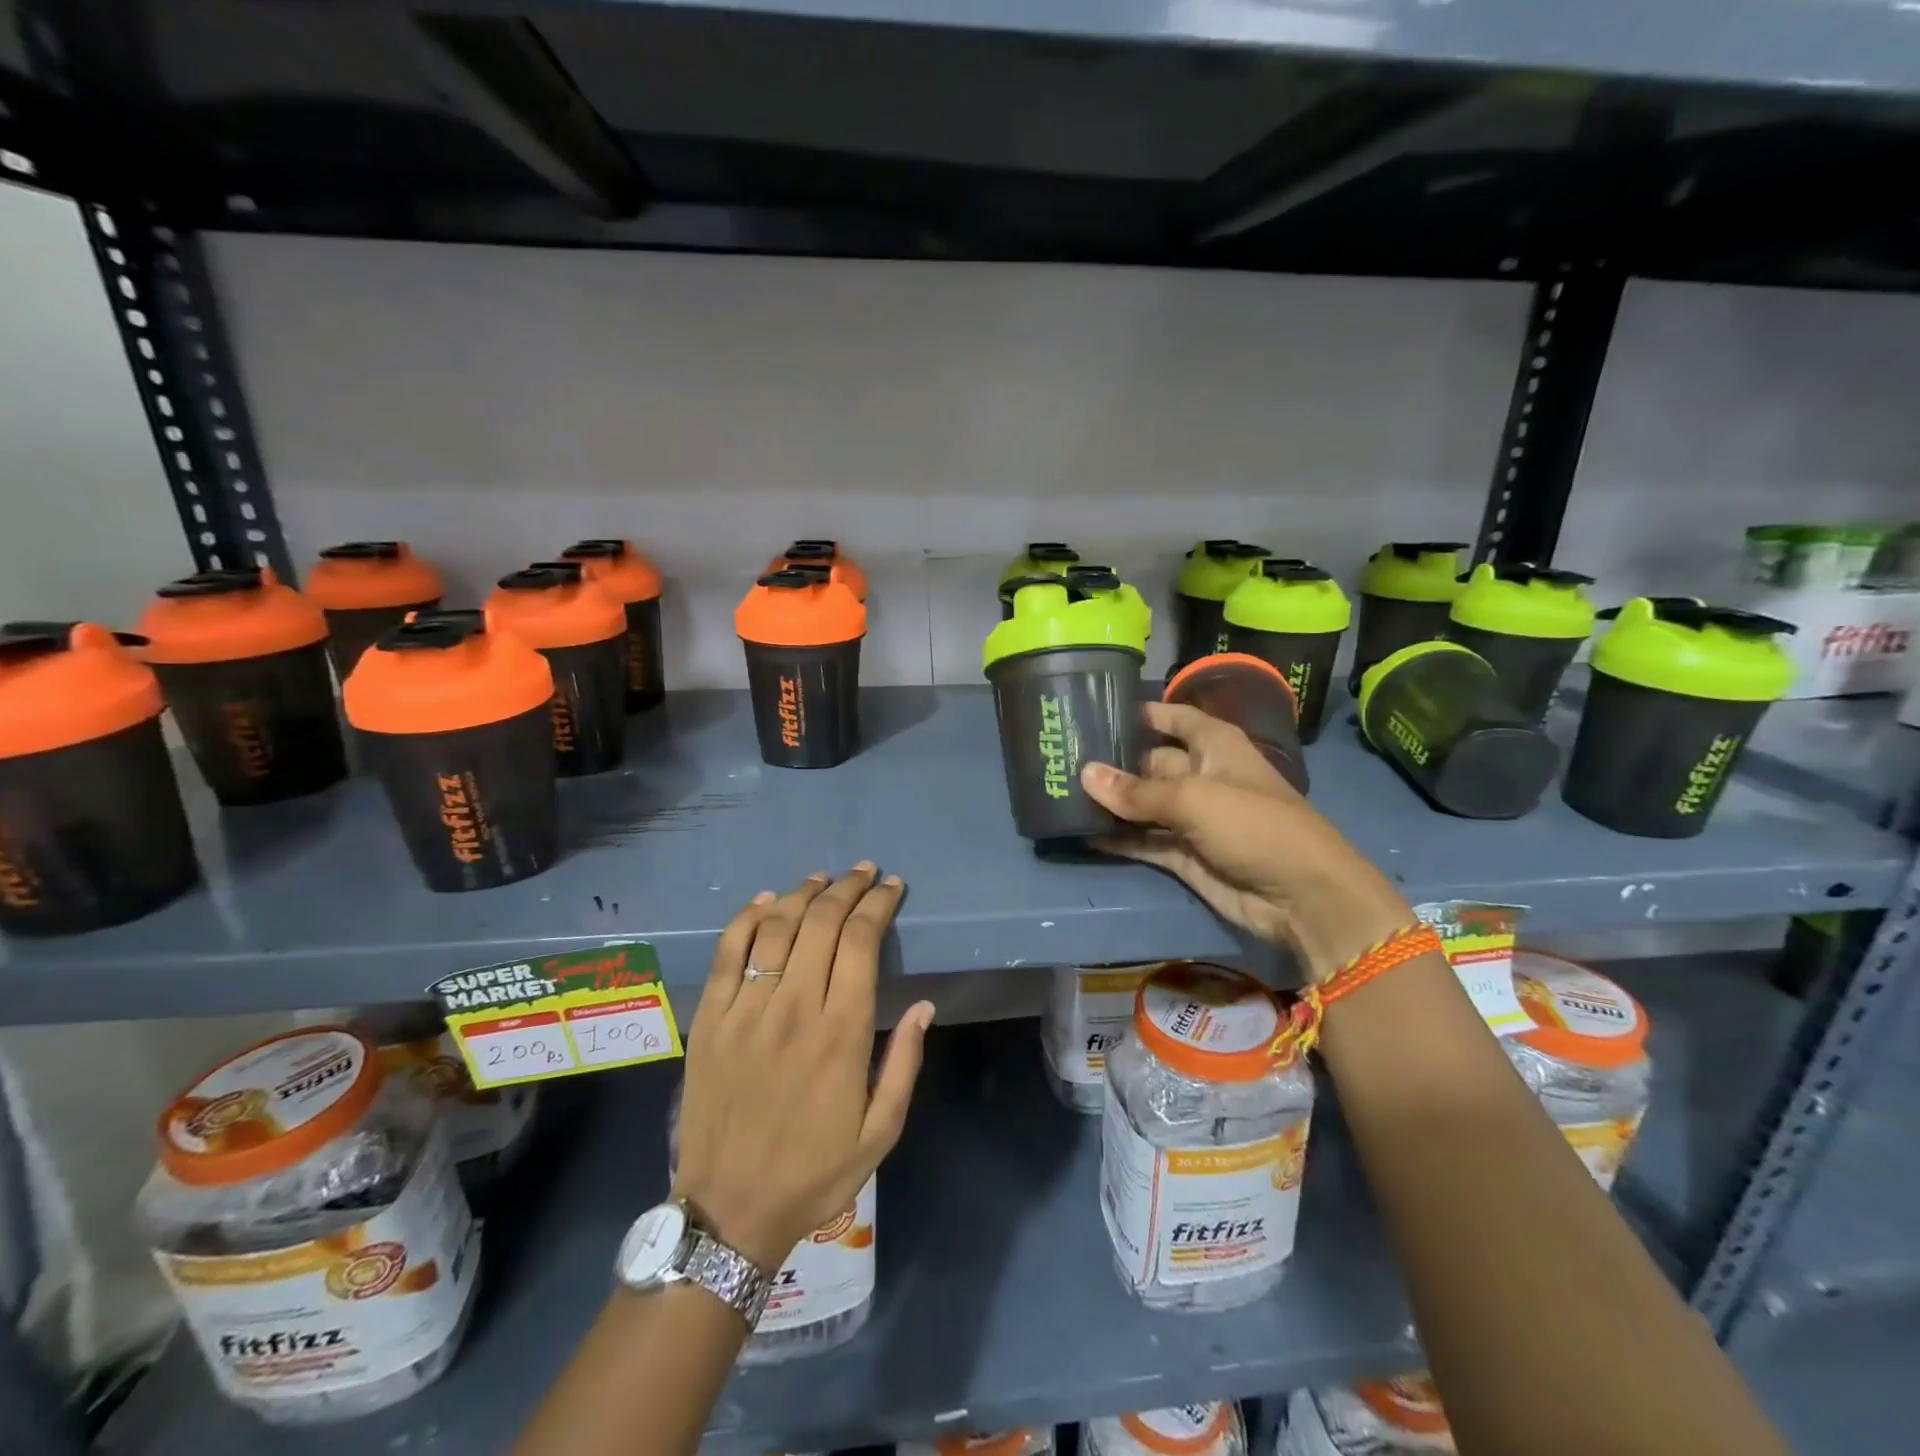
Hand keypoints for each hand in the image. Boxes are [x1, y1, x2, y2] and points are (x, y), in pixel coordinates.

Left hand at [672, 864, 933, 1271]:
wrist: (729, 1211)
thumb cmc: (814, 1172)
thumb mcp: (880, 1132)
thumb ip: (906, 1064)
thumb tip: (925, 1006)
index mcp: (842, 1033)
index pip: (862, 942)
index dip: (879, 904)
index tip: (892, 887)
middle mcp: (795, 1008)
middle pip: (822, 922)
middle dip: (848, 889)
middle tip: (864, 874)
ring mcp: (746, 1010)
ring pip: (777, 927)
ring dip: (803, 893)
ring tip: (823, 880)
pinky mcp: (710, 1018)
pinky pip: (728, 951)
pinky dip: (748, 917)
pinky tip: (766, 901)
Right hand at [1082, 702, 1413, 981]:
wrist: (1301, 896)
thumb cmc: (1254, 825)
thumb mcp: (1193, 798)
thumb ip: (1136, 790)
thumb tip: (1084, 773)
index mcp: (1214, 745)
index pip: (1172, 718)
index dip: (1141, 713)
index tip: (1094, 709)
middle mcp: (1201, 775)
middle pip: (1149, 762)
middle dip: (1112, 762)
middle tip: (1060, 758)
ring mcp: (1192, 817)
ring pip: (1142, 804)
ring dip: (1109, 803)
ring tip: (1059, 793)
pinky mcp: (1184, 855)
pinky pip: (1143, 840)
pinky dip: (1117, 838)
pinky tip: (1079, 833)